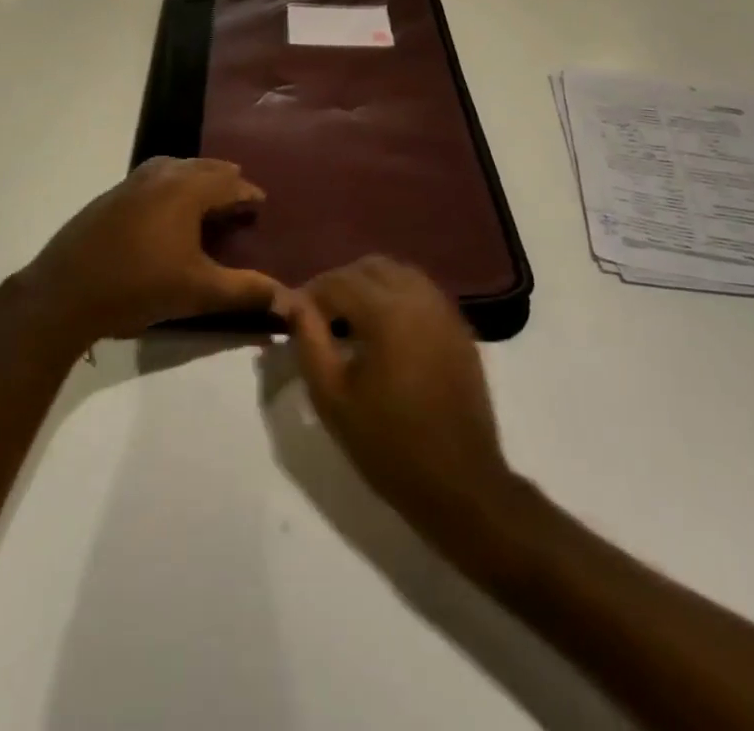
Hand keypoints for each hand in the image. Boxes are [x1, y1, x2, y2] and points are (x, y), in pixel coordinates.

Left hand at [17, 157, 281, 346]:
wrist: (65, 292)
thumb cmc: (139, 286)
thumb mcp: (199, 292)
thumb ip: (246, 292)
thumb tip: (290, 301)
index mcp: (186, 190)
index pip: (228, 182)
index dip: (248, 193)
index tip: (260, 203)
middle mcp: (160, 176)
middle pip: (201, 168)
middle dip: (224, 179)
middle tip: (239, 197)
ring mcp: (130, 183)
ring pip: (173, 168)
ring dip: (195, 178)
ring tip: (206, 196)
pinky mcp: (109, 197)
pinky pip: (151, 179)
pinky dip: (170, 185)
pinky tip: (165, 210)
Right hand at [280, 257, 514, 532]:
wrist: (460, 485)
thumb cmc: (389, 444)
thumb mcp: (332, 397)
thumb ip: (308, 340)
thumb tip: (292, 302)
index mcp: (386, 310)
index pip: (337, 281)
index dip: (309, 295)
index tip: (292, 316)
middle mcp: (418, 297)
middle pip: (369, 267)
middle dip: (340, 284)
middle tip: (321, 317)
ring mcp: (444, 310)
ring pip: (398, 273)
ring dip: (369, 286)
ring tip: (351, 322)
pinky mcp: (460, 327)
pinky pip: (421, 292)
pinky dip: (396, 297)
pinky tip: (385, 331)